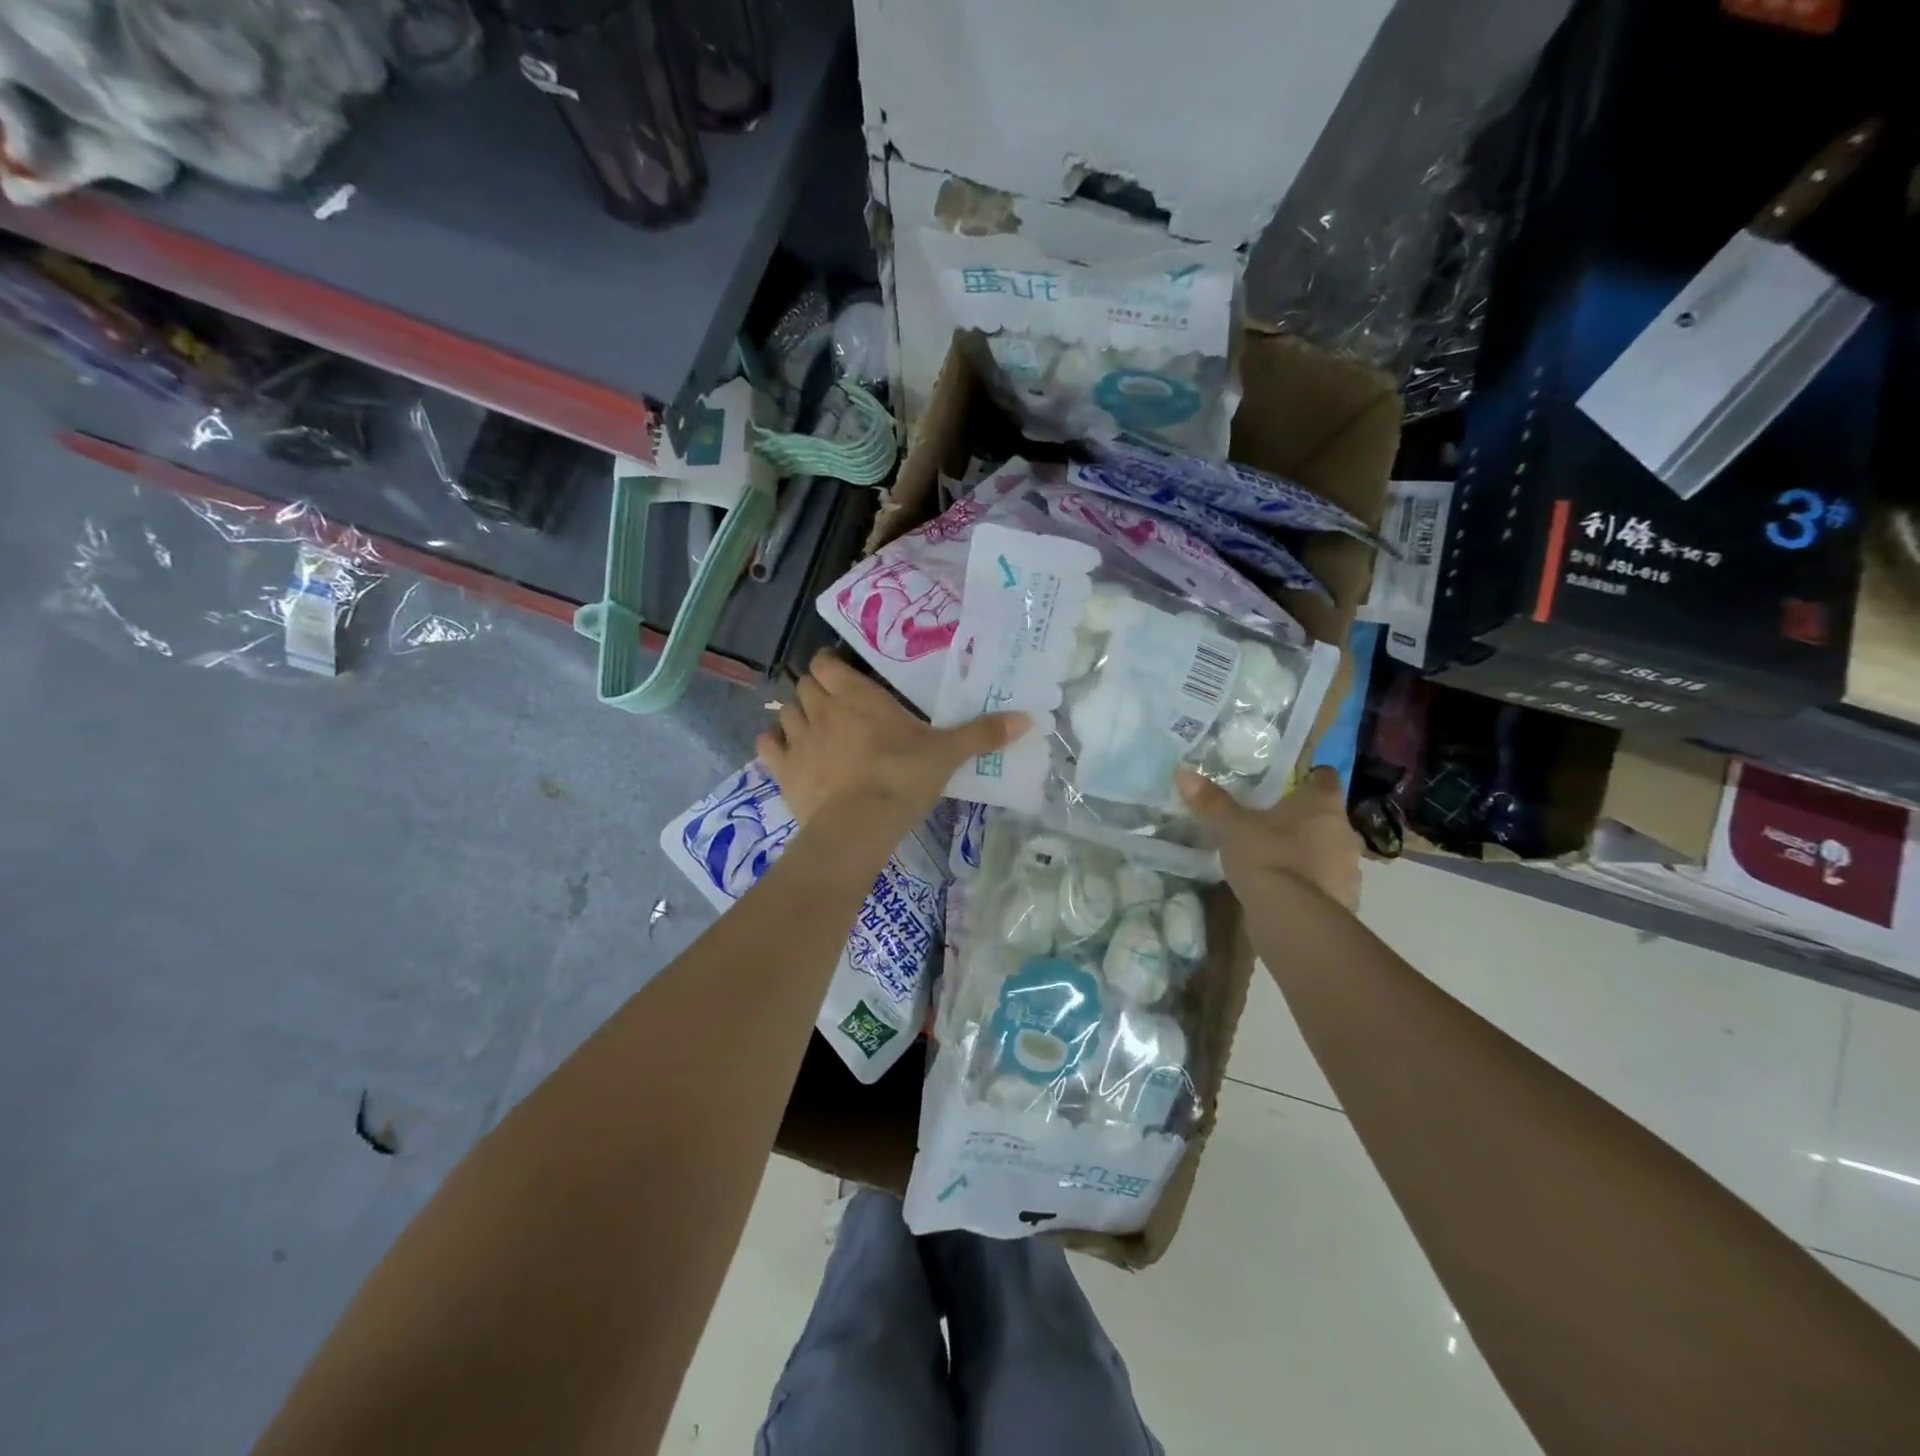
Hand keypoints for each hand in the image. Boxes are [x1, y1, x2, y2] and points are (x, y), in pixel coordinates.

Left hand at [757, 651, 1026, 835]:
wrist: (858, 827)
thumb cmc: (902, 779)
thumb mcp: (946, 754)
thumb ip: (982, 734)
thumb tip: (1028, 719)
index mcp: (856, 696)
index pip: (827, 663)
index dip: (832, 666)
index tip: (846, 678)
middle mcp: (821, 709)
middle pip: (804, 685)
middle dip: (816, 690)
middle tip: (839, 708)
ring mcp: (797, 739)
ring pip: (785, 711)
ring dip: (796, 715)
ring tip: (815, 730)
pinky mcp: (783, 771)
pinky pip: (767, 746)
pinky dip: (774, 744)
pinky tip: (788, 753)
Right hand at [1176, 765, 1362, 911]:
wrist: (1293, 919)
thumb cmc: (1268, 858)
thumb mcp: (1232, 827)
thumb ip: (1211, 801)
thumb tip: (1183, 772)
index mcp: (1323, 806)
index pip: (1326, 778)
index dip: (1310, 777)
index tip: (1291, 783)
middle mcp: (1344, 833)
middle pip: (1327, 817)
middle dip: (1305, 819)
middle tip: (1273, 822)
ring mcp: (1349, 870)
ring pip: (1329, 851)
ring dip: (1309, 853)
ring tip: (1277, 858)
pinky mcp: (1344, 901)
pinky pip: (1325, 883)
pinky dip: (1310, 883)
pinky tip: (1285, 890)